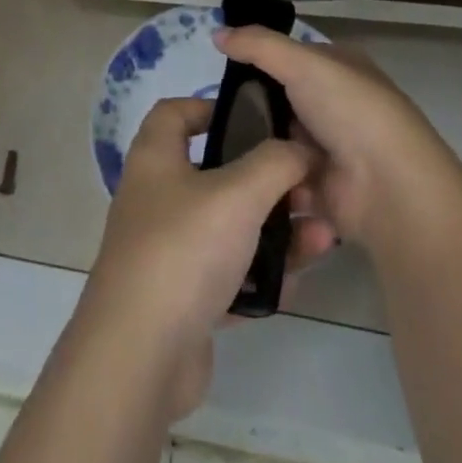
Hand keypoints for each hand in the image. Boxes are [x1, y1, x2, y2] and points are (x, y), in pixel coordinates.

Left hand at [81, 97, 335, 415]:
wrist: (139, 355)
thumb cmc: (183, 250)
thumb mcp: (237, 194)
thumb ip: (275, 163)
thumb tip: (301, 148)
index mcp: (156, 159)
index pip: (175, 113)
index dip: (210, 106)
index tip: (255, 118)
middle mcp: (157, 198)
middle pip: (216, 174)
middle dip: (267, 181)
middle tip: (308, 190)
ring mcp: (168, 251)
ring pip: (229, 229)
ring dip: (275, 232)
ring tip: (322, 239)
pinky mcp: (182, 300)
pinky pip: (229, 276)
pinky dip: (260, 277)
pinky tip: (295, 284)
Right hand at [216, 26, 461, 255]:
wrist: (389, 188)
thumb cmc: (350, 111)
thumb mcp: (302, 63)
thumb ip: (257, 45)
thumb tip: (215, 32)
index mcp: (342, 69)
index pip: (293, 57)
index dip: (260, 61)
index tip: (222, 71)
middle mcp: (338, 107)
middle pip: (282, 102)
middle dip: (252, 110)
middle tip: (212, 114)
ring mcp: (331, 151)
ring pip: (279, 143)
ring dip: (256, 149)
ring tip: (216, 149)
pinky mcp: (322, 191)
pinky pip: (282, 181)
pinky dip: (264, 181)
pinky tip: (233, 179)